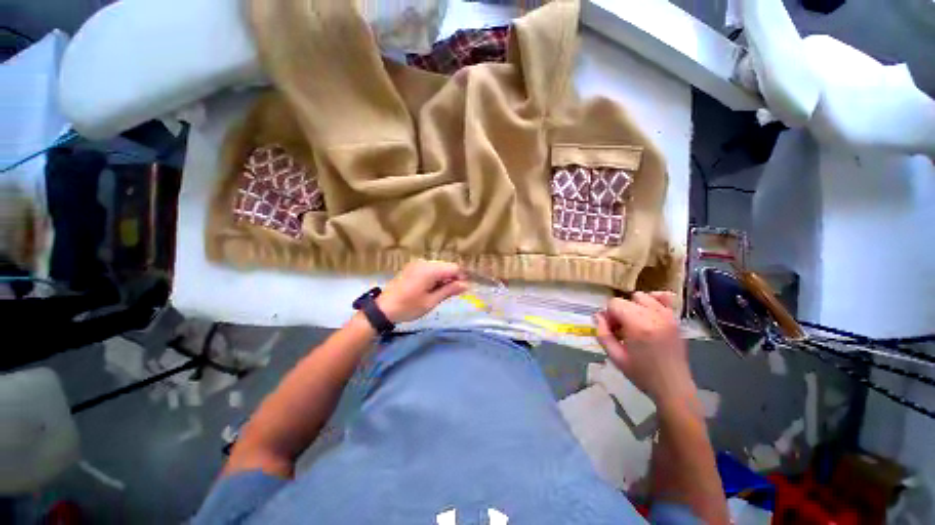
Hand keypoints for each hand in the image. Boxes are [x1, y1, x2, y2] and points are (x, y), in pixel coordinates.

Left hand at [376, 260, 468, 322]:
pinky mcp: (413, 268)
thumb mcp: (431, 301)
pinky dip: (436, 277)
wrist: (383, 308)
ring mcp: (418, 264)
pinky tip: (432, 288)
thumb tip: (466, 285)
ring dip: (444, 278)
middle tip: (453, 294)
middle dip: (453, 278)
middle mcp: (425, 262)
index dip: (462, 277)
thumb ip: (449, 290)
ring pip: (439, 267)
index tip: (464, 290)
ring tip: (442, 293)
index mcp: (430, 269)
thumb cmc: (408, 307)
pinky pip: (430, 269)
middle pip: (447, 266)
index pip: (454, 268)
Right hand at [595, 291, 696, 407]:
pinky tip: (649, 313)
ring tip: (634, 322)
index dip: (609, 315)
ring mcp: (667, 316)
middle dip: (619, 311)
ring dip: (634, 306)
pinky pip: (664, 298)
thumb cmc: (642, 374)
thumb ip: (603, 334)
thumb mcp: (615, 357)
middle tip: (621, 329)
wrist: (673, 387)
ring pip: (642, 296)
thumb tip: (597, 316)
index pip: (614, 303)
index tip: (612, 330)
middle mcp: (654, 316)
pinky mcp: (675, 319)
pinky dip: (654, 300)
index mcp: (638, 325)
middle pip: (626, 299)